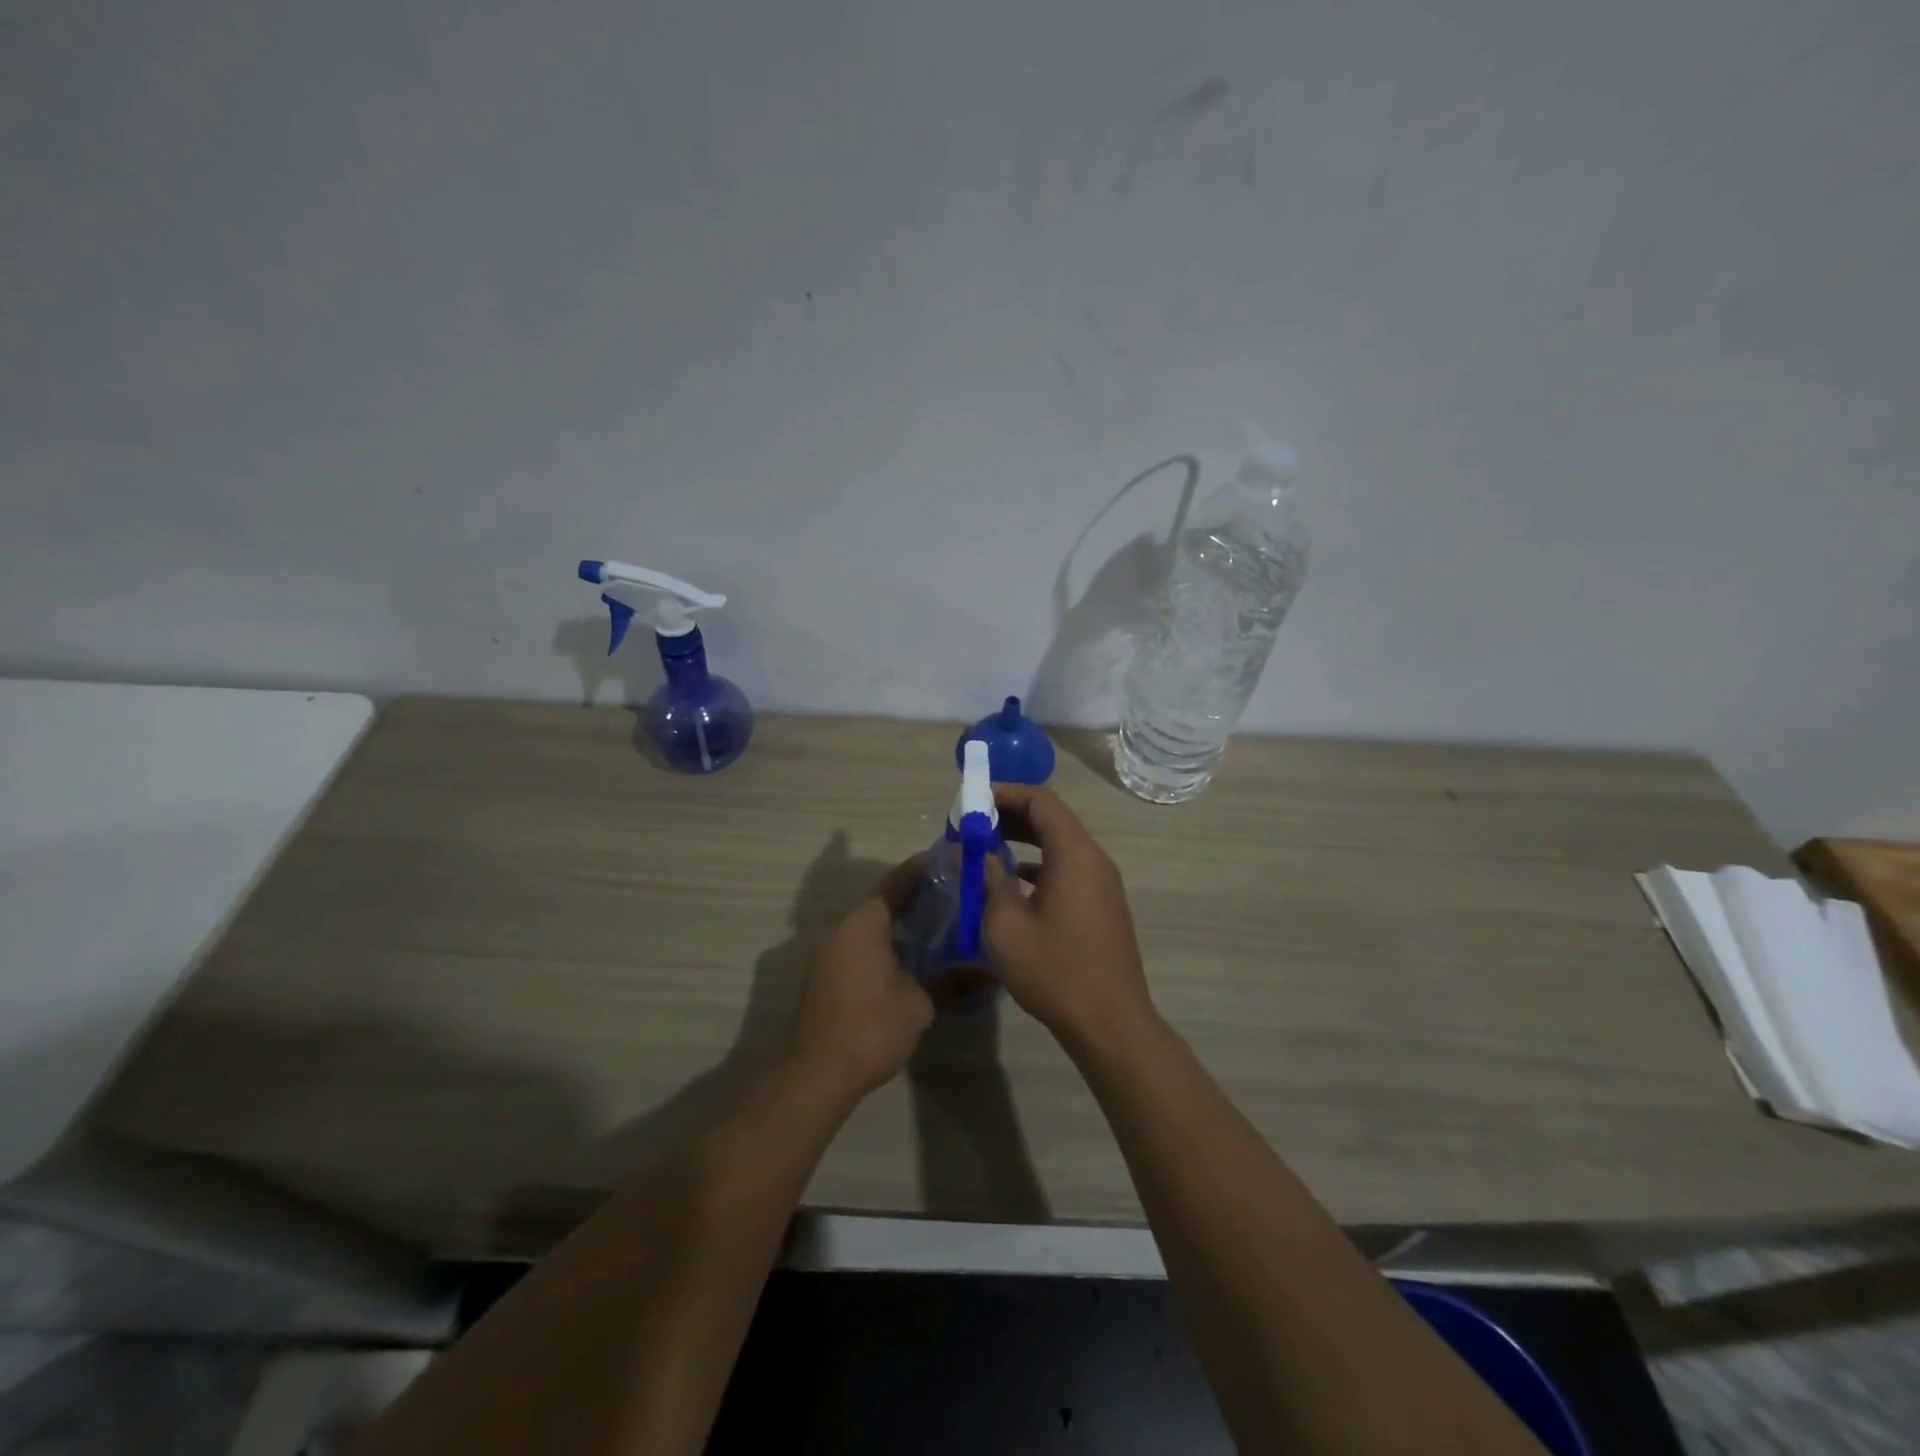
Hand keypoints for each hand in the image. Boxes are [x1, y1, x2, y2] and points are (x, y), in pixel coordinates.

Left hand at [789, 856, 935, 1099]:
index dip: (927, 867)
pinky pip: (863, 942)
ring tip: (944, 924)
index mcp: (865, 922)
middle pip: (886, 898)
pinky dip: (889, 940)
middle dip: (921, 895)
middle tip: (959, 895)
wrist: (815, 1074)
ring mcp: (832, 950)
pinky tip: (915, 956)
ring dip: (904, 920)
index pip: (899, 879)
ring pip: (874, 922)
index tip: (956, 860)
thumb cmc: (870, 1028)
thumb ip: (954, 982)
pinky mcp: (828, 972)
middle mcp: (844, 926)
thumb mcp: (920, 1004)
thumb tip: (992, 973)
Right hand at [982, 784, 1156, 1046]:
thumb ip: (986, 879)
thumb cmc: (1054, 970)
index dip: (1005, 793)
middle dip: (1010, 815)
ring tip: (985, 847)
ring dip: (1024, 840)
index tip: (971, 801)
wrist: (1110, 1021)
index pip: (1041, 800)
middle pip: (1052, 818)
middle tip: (971, 824)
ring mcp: (1102, 882)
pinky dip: (1040, 863)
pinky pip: (1069, 867)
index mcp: (1074, 853)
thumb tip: (969, 851)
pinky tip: (1013, 879)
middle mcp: (1094, 858)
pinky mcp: (1102, 903)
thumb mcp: (1005, 925)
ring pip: (1060, 843)